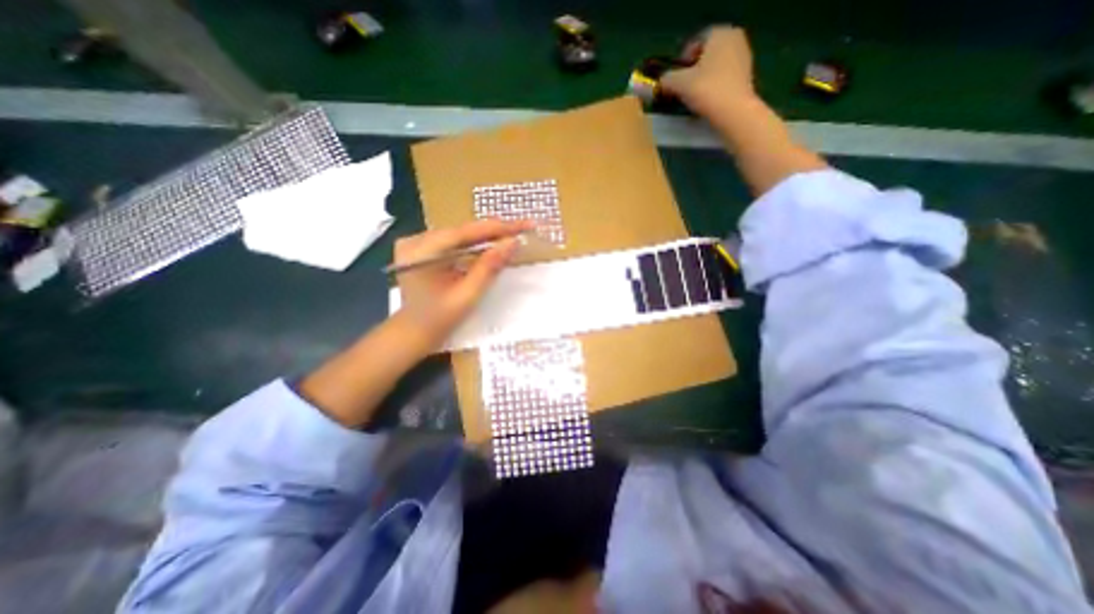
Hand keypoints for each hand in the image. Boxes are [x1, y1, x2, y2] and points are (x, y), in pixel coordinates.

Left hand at [396, 219, 531, 345]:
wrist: (413, 332)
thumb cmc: (438, 320)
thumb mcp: (467, 295)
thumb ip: (489, 267)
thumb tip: (512, 243)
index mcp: (420, 253)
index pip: (465, 232)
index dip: (497, 228)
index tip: (524, 224)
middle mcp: (415, 241)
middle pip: (463, 231)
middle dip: (494, 231)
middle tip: (524, 228)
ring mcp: (416, 243)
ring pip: (460, 235)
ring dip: (487, 236)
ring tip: (513, 233)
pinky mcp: (423, 249)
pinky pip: (454, 242)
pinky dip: (474, 244)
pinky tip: (493, 243)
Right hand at [662, 26, 758, 116]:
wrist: (734, 111)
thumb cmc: (706, 89)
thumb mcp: (679, 84)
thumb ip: (667, 79)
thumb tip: (661, 82)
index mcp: (719, 34)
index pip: (695, 42)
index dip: (681, 60)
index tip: (675, 78)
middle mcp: (734, 39)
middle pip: (706, 54)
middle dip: (693, 70)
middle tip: (682, 87)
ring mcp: (743, 57)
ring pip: (715, 66)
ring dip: (703, 79)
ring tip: (693, 96)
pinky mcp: (747, 76)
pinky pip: (724, 77)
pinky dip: (714, 86)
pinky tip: (707, 101)